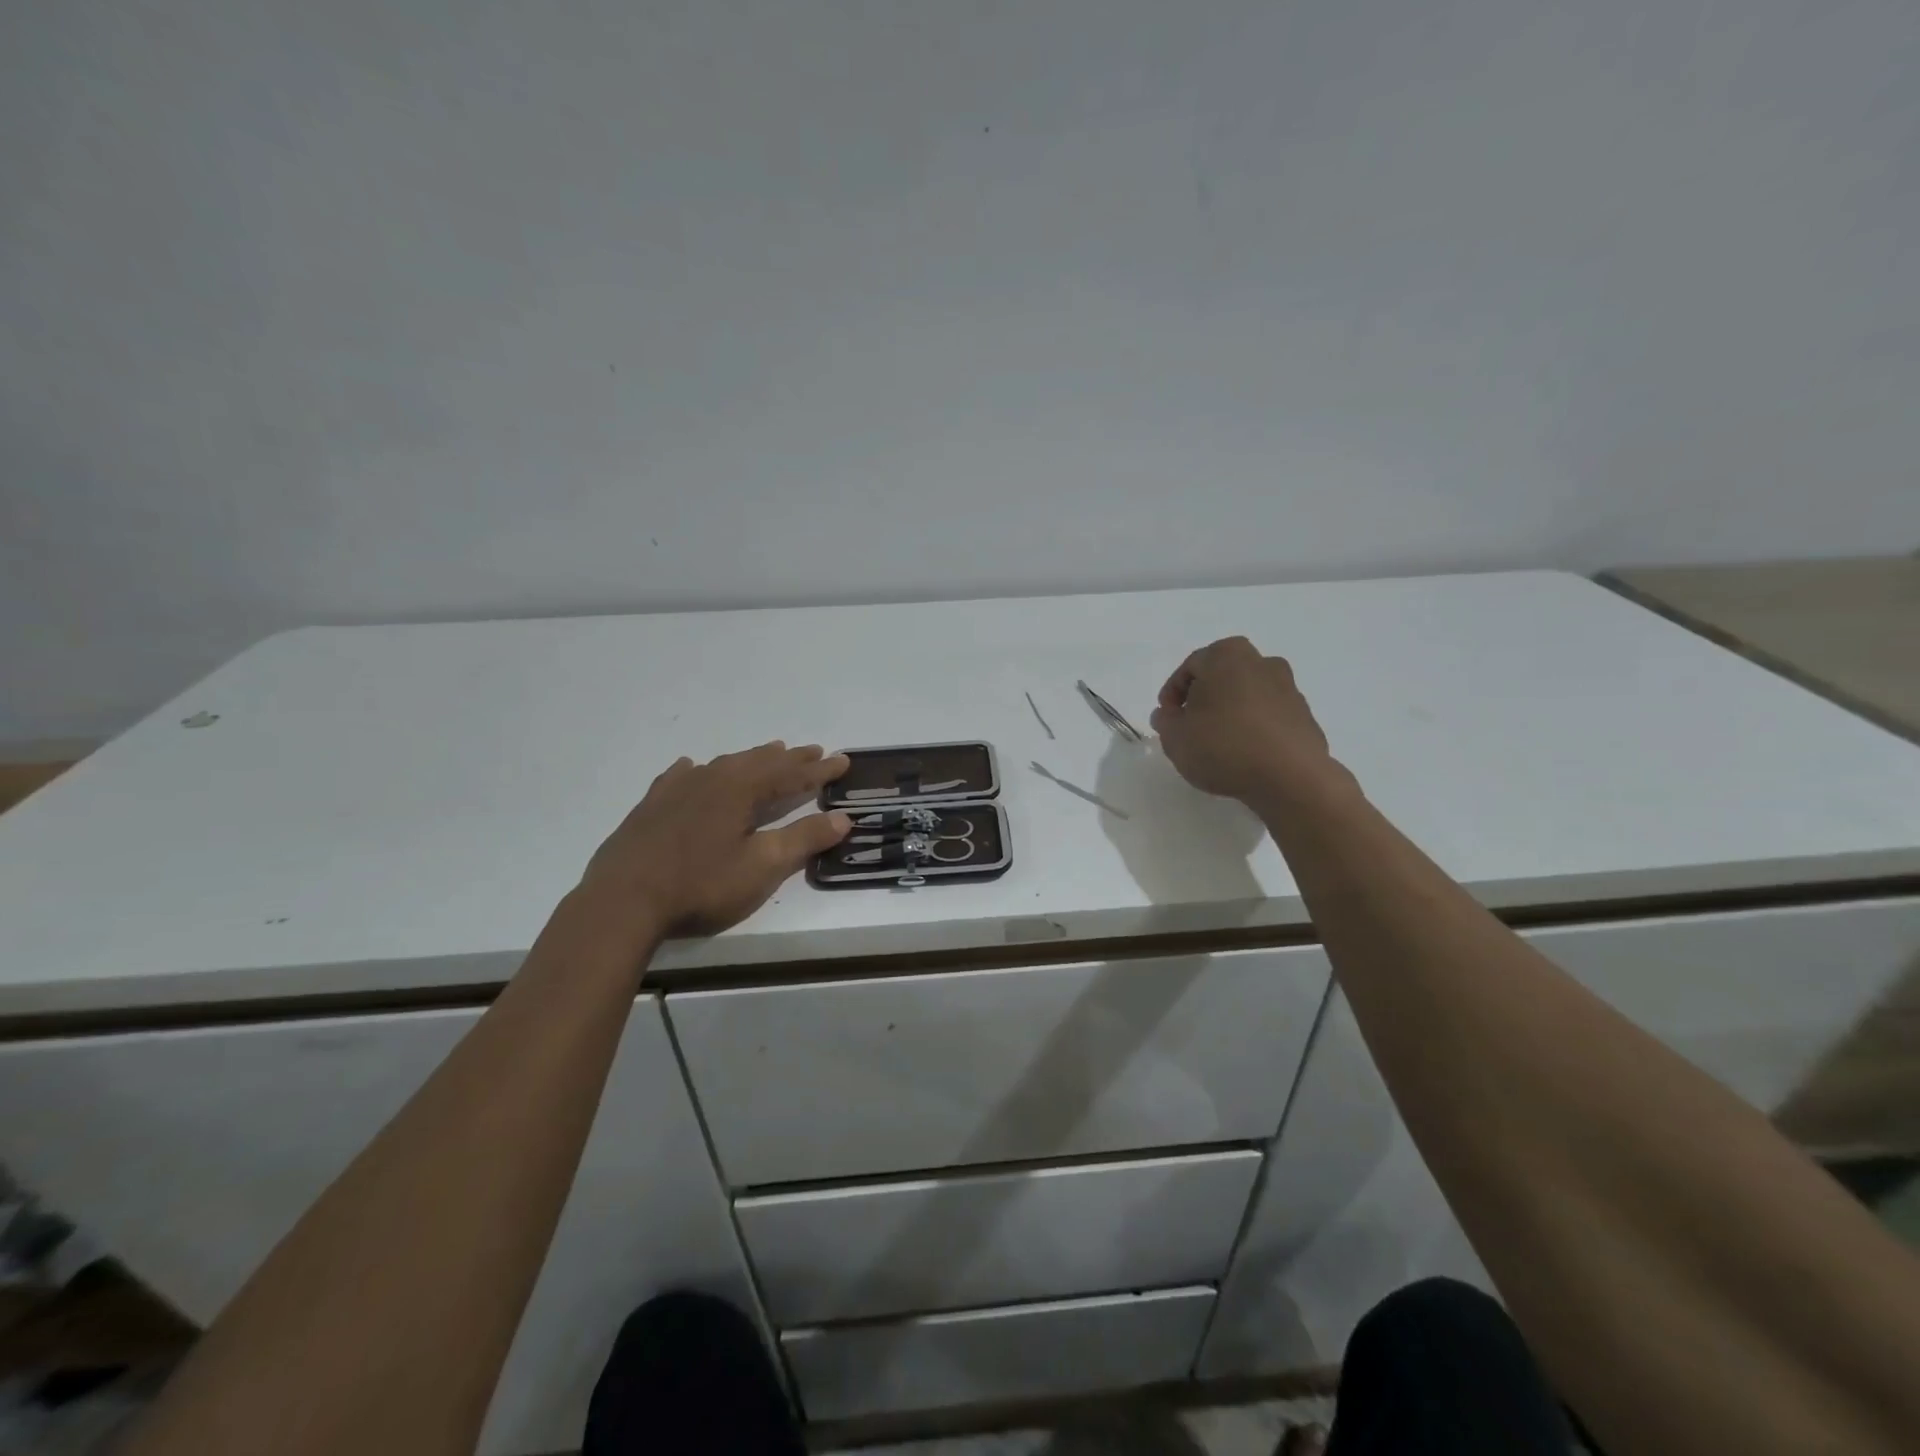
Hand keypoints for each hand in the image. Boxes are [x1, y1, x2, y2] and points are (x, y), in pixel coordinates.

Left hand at [576, 742, 851, 940]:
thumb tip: (843, 818)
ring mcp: (677, 790)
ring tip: (769, 753)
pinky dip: (698, 770)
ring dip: (751, 759)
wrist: (623, 901)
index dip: (819, 770)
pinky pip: (681, 776)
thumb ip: (804, 839)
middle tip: (813, 751)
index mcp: (742, 790)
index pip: (791, 775)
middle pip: (759, 762)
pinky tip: (692, 768)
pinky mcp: (651, 806)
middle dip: (790, 758)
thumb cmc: (701, 885)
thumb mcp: (762, 867)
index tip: (843, 760)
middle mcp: (712, 779)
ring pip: (723, 764)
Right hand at [1150, 637, 1344, 805]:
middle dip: (1204, 697)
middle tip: (1190, 725)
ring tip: (1218, 742)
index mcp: (1226, 656)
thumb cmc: (1223, 747)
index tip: (1167, 719)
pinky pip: (1269, 715)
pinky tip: (1245, 752)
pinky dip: (1254, 726)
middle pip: (1222, 676)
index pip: (1189, 668)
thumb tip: (1168, 714)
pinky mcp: (1304, 715)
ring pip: (1247, 693)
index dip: (1173, 694)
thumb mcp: (1175, 738)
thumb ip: (1165, 722)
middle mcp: (1261, 662)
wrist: (1290, 777)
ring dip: (1231, 711)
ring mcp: (1288, 687)